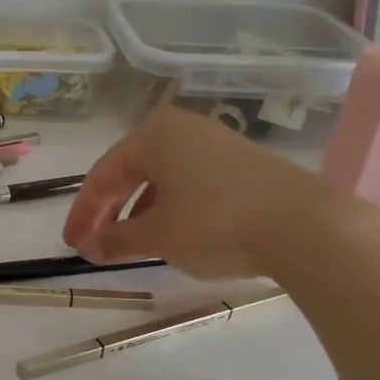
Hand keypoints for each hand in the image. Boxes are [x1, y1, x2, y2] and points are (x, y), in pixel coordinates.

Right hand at [62, 105, 379, 283]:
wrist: (307, 226)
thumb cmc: (216, 223)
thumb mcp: (158, 236)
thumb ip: (117, 240)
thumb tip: (89, 249)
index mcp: (154, 134)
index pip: (103, 175)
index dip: (83, 213)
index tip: (72, 245)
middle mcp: (183, 130)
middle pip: (131, 172)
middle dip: (109, 212)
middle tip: (93, 246)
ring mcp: (216, 145)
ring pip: (162, 180)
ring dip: (139, 212)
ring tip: (130, 245)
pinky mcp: (243, 166)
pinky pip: (191, 185)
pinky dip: (171, 209)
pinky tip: (172, 235)